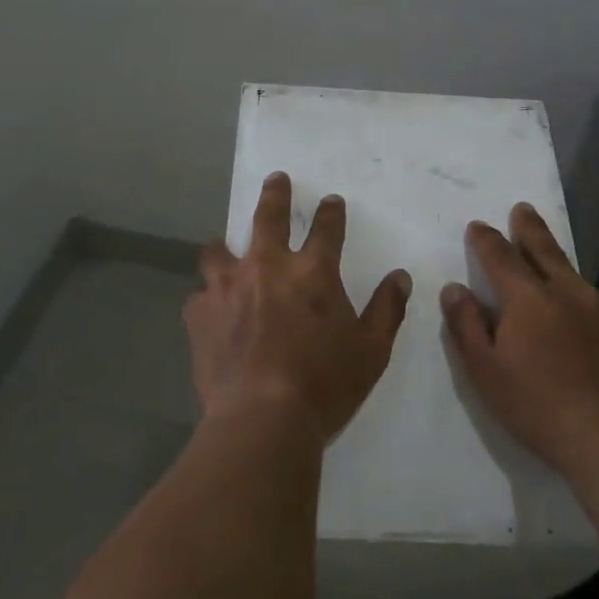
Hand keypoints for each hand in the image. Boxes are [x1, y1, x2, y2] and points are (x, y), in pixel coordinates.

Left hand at [185, 173, 412, 444]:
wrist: (261, 418)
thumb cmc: (324, 385)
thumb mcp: (371, 351)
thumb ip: (387, 309)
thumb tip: (400, 277)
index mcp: (312, 273)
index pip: (326, 228)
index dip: (330, 212)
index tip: (331, 200)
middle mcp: (267, 267)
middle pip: (268, 216)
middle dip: (275, 194)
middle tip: (277, 180)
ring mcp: (227, 287)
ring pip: (219, 250)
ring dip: (226, 246)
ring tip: (225, 248)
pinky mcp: (199, 313)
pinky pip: (200, 296)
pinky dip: (208, 299)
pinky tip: (211, 312)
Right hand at [441, 202, 598, 477]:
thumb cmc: (539, 407)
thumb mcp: (485, 371)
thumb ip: (466, 325)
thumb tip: (454, 288)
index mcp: (528, 298)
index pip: (500, 256)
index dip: (486, 239)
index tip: (478, 226)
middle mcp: (568, 292)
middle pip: (544, 250)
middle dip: (529, 228)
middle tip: (522, 209)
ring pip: (575, 277)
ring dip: (558, 266)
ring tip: (551, 267)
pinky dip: (585, 303)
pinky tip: (585, 322)